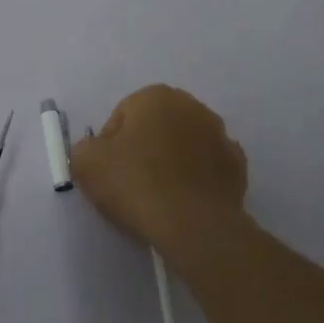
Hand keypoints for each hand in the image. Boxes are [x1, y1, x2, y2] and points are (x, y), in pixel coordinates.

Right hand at [71, 84, 248, 264]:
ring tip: (159, 196)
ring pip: (184, 145)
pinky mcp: (237, 166)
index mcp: (156, 96)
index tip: (109, 172)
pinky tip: (185, 201)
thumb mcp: (86, 163)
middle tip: (131, 183)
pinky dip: (197, 179)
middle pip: (155, 127)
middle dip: (144, 148)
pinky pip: (207, 168)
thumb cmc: (136, 184)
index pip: (121, 117)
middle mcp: (192, 106)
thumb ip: (85, 147)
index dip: (110, 145)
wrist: (193, 226)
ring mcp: (220, 135)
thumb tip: (97, 151)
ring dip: (172, 161)